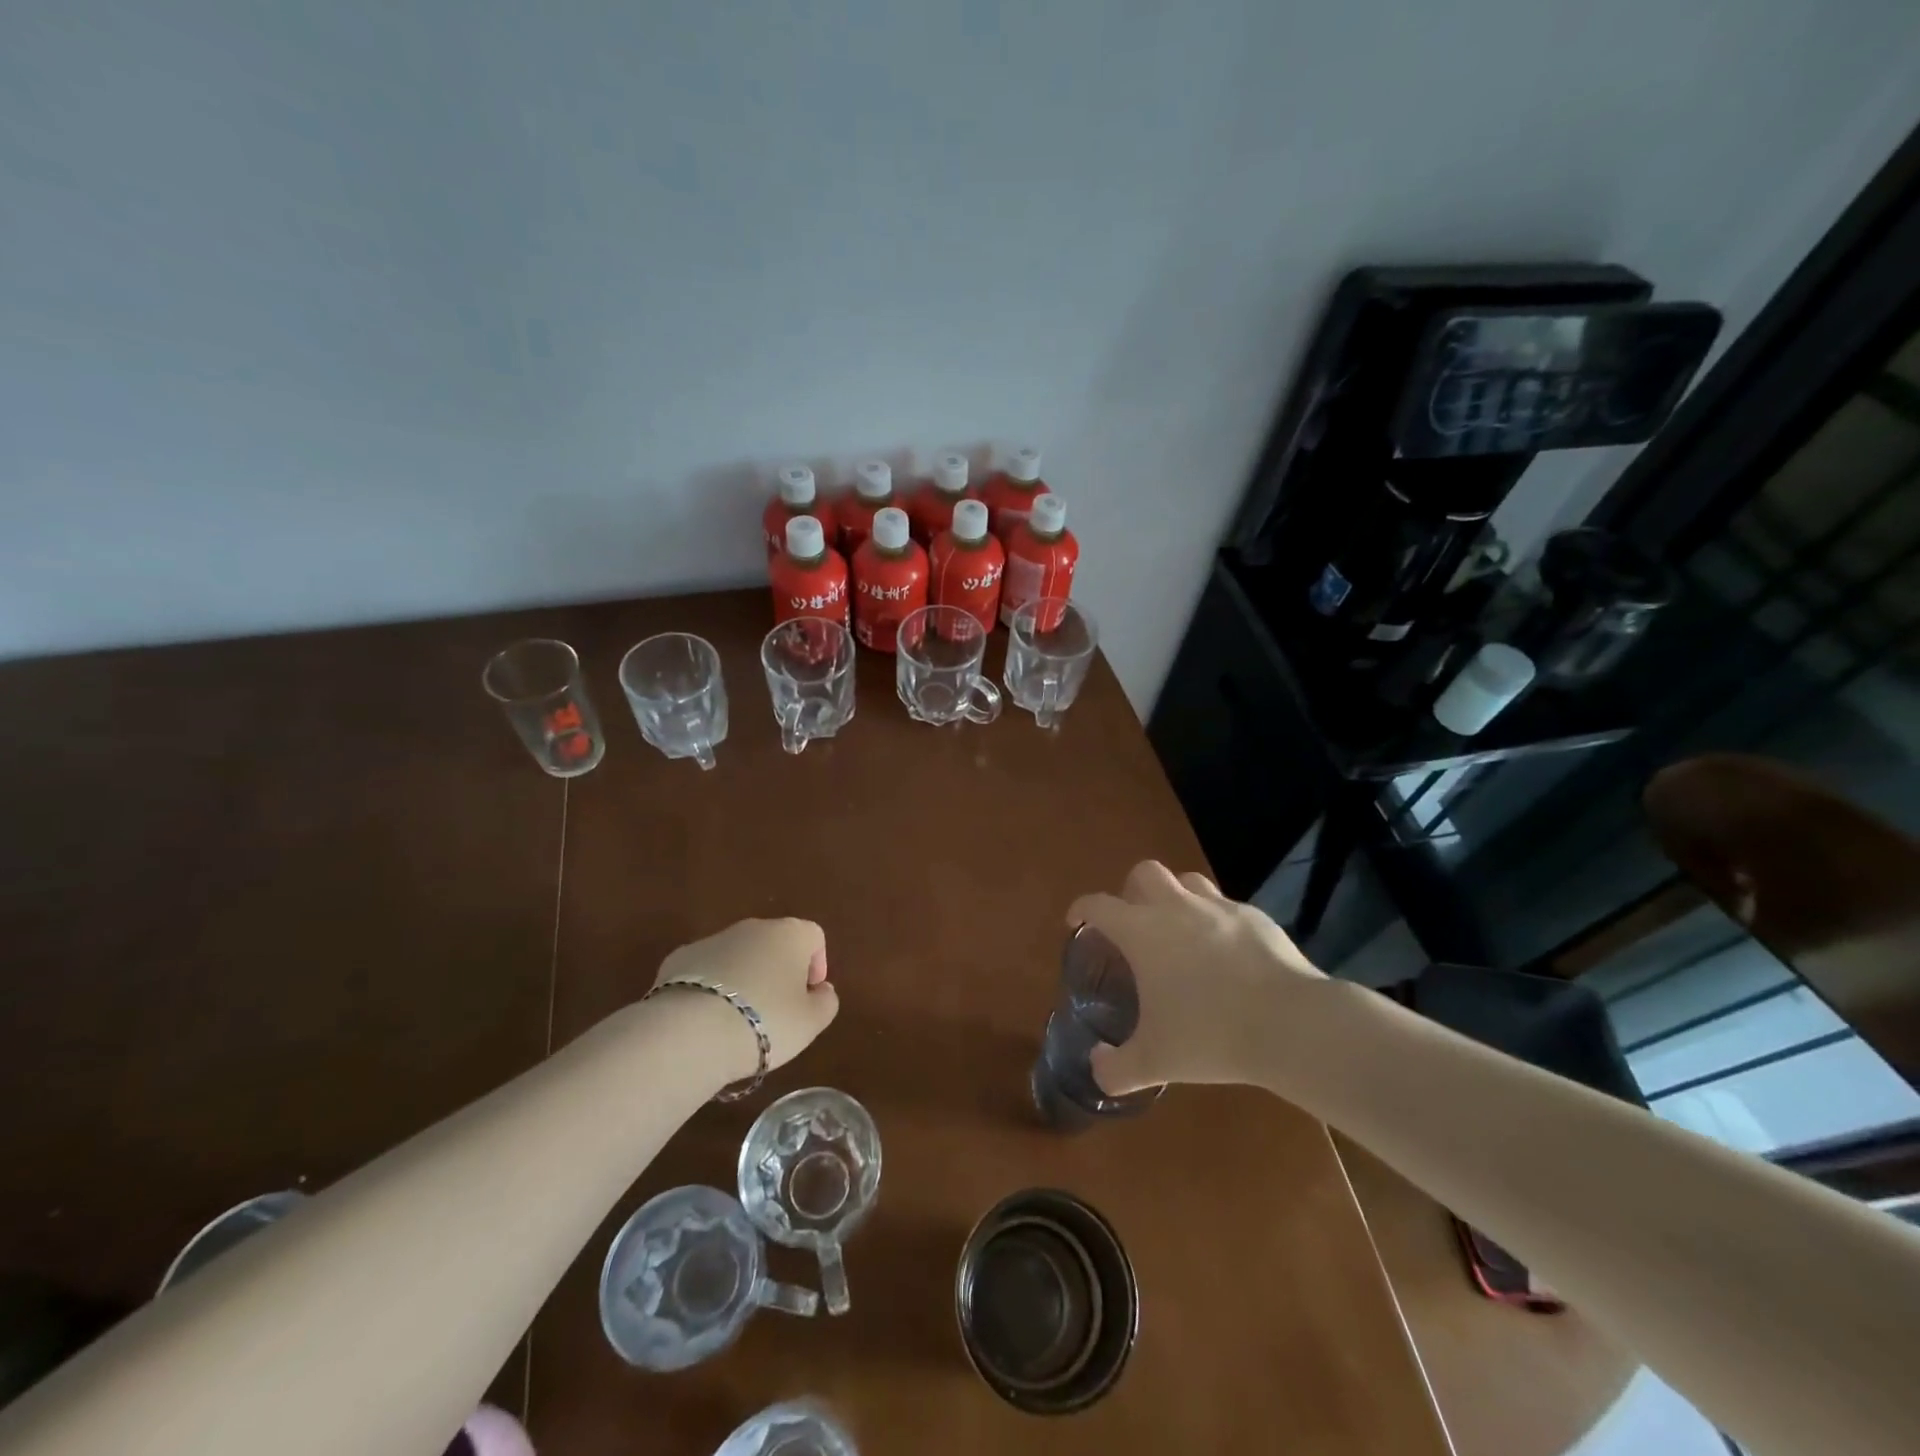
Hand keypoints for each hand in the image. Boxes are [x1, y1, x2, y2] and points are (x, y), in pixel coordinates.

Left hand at [652, 918, 838, 1082]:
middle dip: (778, 971)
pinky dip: (711, 987)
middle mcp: (752, 927)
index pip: (814, 936)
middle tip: (776, 1010)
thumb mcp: (811, 1022)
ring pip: (738, 955)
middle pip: (774, 942)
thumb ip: (826, 1002)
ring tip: (738, 1019)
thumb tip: (821, 990)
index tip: (808, 996)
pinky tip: (706, 1019)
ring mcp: (712, 939)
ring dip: (744, 978)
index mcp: (790, 934)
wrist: (691, 1032)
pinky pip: (706, 969)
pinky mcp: (679, 958)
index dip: (817, 965)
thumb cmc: (765, 1022)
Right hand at [1067, 862, 1322, 1094]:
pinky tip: (1225, 952)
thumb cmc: (1209, 1035)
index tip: (1077, 921)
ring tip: (1179, 929)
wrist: (1289, 1024)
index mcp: (1142, 931)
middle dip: (1131, 891)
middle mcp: (1176, 907)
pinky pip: (1226, 906)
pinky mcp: (1255, 917)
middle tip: (1133, 923)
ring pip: (1187, 881)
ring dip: (1175, 896)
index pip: (1098, 905)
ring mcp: (1218, 907)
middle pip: (1144, 873)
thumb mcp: (1154, 1062)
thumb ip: (1116, 1068)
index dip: (1082, 909)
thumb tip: (1098, 1068)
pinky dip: (1216, 920)